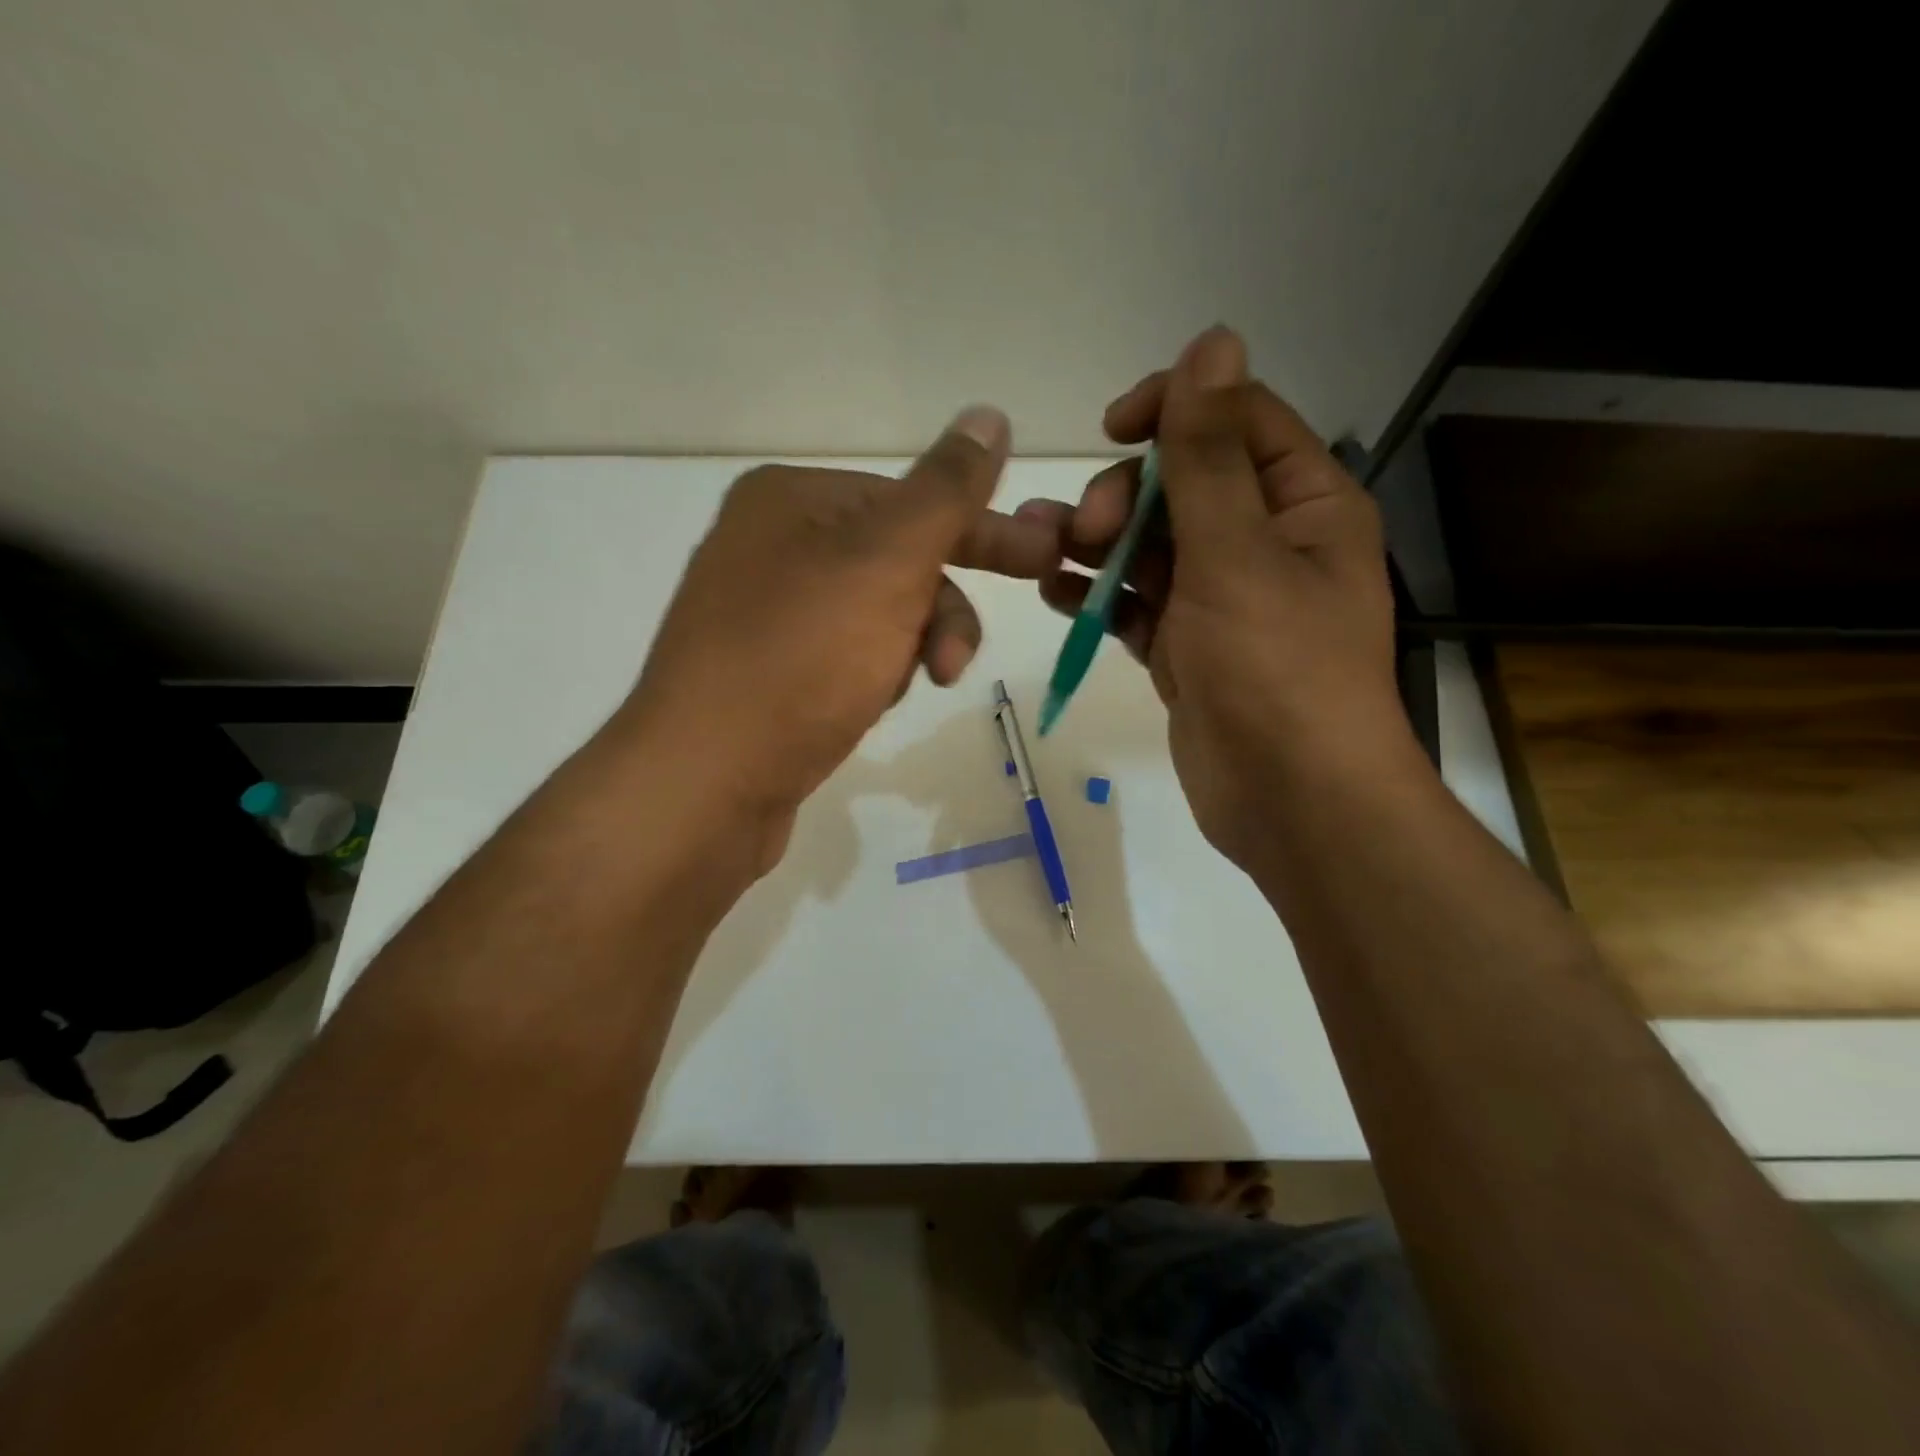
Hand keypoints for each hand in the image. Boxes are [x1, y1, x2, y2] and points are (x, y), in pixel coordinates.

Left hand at [618, 408, 1058, 871]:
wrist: (706, 781)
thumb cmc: (801, 659)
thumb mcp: (886, 563)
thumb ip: (946, 492)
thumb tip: (989, 414)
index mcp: (791, 499)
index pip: (913, 500)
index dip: (982, 532)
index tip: (1044, 559)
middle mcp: (772, 545)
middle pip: (897, 562)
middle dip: (940, 611)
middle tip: (961, 658)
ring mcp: (766, 613)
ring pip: (879, 616)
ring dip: (908, 648)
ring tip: (904, 692)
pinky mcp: (769, 672)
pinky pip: (849, 657)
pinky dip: (874, 676)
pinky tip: (867, 706)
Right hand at [1027, 326, 1414, 867]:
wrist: (1291, 799)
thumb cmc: (1275, 668)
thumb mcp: (1236, 551)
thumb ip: (1210, 453)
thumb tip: (1212, 341)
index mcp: (1302, 505)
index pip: (1237, 420)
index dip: (1174, 409)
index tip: (1112, 428)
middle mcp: (1265, 544)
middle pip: (1182, 487)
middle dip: (1124, 496)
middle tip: (1084, 530)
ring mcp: (1222, 602)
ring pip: (1151, 549)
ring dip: (1097, 545)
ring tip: (1043, 553)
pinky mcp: (1188, 650)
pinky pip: (1138, 605)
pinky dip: (1099, 595)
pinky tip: (1055, 592)